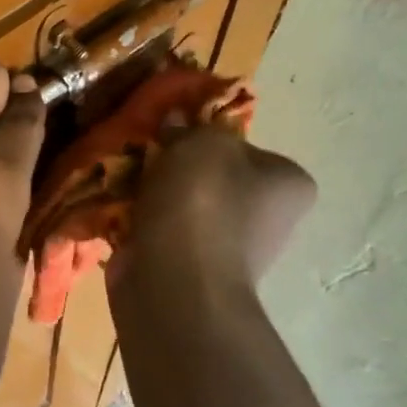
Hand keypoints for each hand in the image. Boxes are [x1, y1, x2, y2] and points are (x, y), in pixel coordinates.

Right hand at [110, 124, 315, 310]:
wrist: (175, 283)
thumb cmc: (202, 204)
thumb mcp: (202, 142)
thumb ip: (191, 127)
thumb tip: (176, 123)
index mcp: (288, 185)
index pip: (247, 149)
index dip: (208, 138)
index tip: (175, 137)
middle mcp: (268, 219)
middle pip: (213, 177)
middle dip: (176, 168)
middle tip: (145, 155)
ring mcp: (229, 249)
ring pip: (184, 206)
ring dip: (154, 194)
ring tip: (126, 180)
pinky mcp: (190, 270)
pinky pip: (162, 232)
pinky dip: (141, 222)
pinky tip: (118, 210)